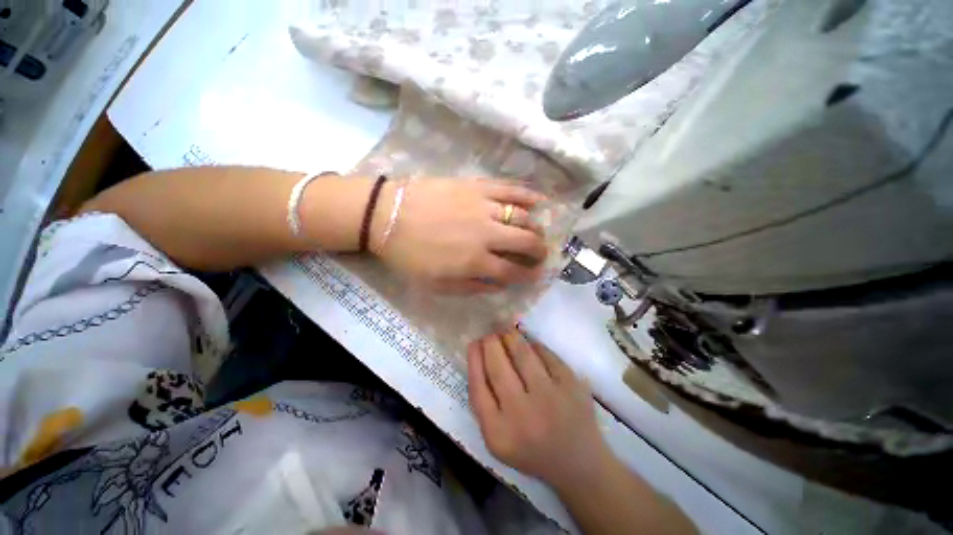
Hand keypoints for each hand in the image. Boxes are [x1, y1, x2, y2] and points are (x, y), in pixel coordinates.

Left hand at [371, 179, 548, 292]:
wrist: (387, 215)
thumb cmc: (408, 254)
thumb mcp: (435, 284)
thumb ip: (471, 287)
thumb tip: (498, 285)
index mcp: (475, 261)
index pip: (513, 271)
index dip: (529, 274)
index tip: (536, 274)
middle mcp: (486, 234)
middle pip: (526, 241)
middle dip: (539, 251)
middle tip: (541, 253)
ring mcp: (483, 206)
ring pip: (522, 216)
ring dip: (535, 226)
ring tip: (537, 231)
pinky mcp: (476, 186)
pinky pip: (509, 188)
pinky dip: (527, 194)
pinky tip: (539, 200)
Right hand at [467, 328, 611, 489]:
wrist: (578, 462)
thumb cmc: (531, 448)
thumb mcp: (497, 437)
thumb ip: (483, 401)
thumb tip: (478, 353)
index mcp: (498, 433)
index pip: (477, 386)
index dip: (474, 359)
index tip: (473, 342)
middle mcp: (522, 415)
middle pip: (498, 366)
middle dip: (491, 342)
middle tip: (490, 333)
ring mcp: (550, 398)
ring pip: (523, 354)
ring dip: (511, 336)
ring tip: (507, 331)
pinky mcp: (571, 385)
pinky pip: (546, 354)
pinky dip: (534, 345)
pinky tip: (530, 345)